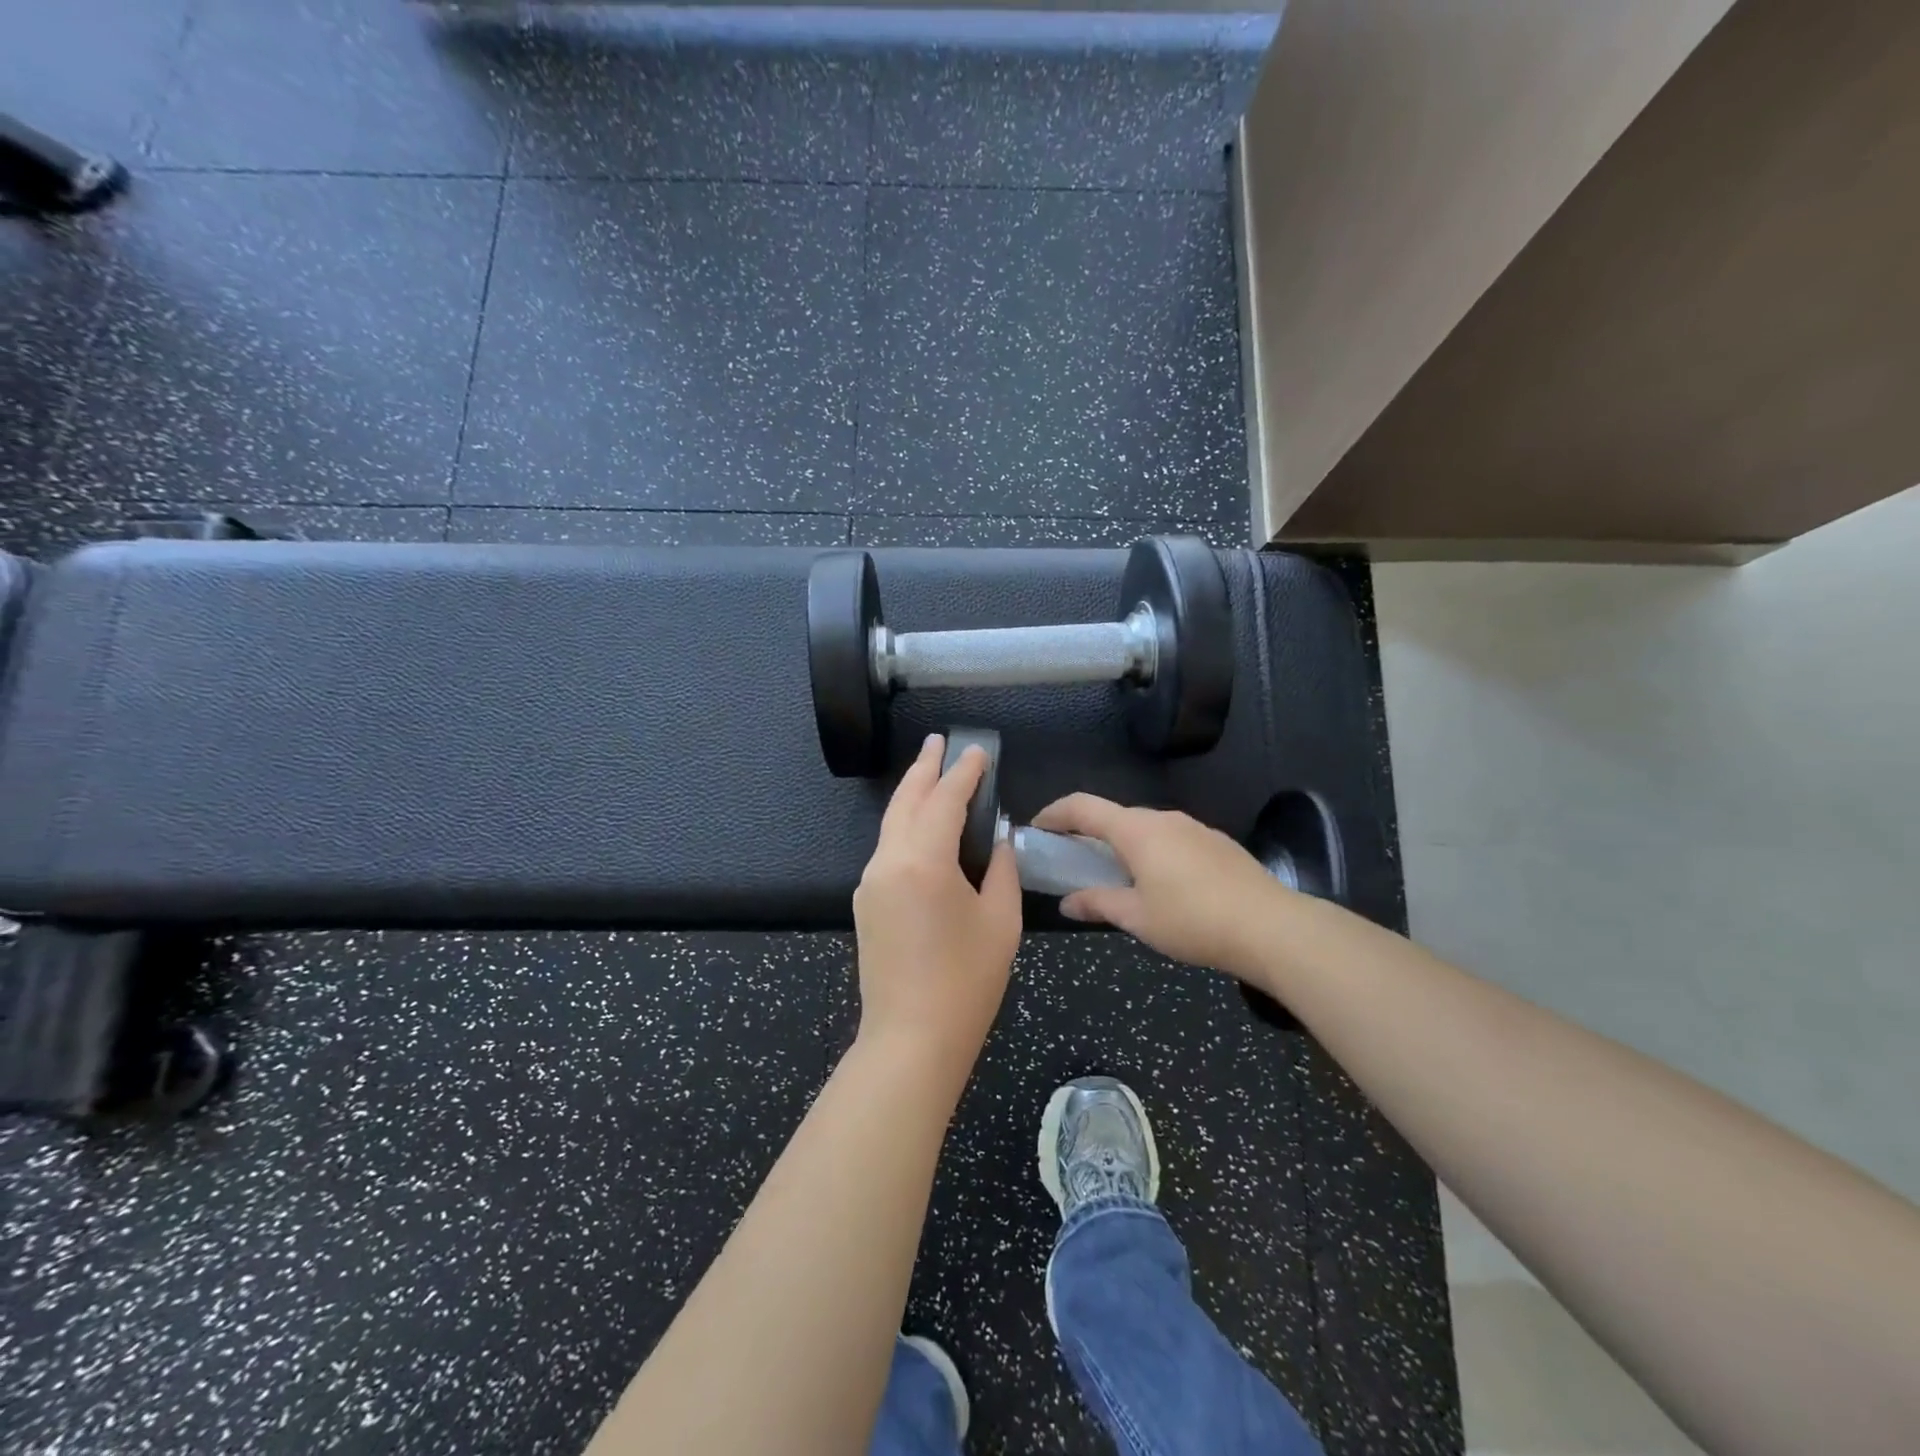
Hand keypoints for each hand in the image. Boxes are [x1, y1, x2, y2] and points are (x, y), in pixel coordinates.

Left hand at [852, 734, 1021, 1084]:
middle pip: (906, 801)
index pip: (944, 800)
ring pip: (891, 824)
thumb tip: (1000, 841)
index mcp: (923, 861)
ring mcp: (870, 882)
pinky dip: (905, 826)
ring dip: (912, 795)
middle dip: (925, 769)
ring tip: (930, 772)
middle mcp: (888, 862)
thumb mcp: (1000, 921)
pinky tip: (920, 825)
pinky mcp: (865, 902)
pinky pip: (887, 850)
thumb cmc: (966, 982)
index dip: (963, 773)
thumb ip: (1002, 870)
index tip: (977, 751)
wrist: (911, 1040)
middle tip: (939, 742)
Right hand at [1031, 794, 1288, 978]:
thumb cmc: (1193, 920)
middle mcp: (1163, 818)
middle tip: (1073, 861)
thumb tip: (1067, 902)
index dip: (1054, 814)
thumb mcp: (1137, 918)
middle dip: (1088, 833)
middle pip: (1114, 816)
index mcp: (1136, 831)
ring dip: (1122, 844)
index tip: (1036, 828)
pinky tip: (1160, 885)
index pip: (1082, 807)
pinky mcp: (1216, 843)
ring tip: (1116, 878)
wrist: (1272, 927)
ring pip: (1144, 827)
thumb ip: (1097, 903)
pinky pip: (1170, 838)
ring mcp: (1193, 828)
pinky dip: (1151, 851)